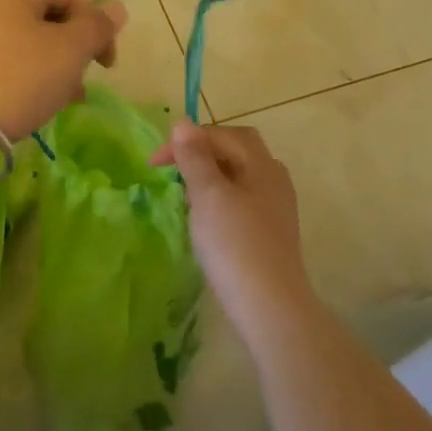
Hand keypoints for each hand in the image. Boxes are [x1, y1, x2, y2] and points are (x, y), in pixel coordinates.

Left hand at [0, 0, 126, 140]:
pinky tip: (8, 99)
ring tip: (45, 101)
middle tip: (74, 91)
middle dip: (67, 48)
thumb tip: (116, 7)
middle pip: (42, 11)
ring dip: (39, 61)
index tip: (104, 69)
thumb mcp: (66, 55)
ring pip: (14, 31)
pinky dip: (7, 66)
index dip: (98, 28)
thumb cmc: (9, 81)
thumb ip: (96, 28)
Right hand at [152, 122, 316, 337]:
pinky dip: (220, 198)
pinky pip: (243, 199)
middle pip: (236, 149)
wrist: (270, 308)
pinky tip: (207, 221)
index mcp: (260, 163)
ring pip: (239, 175)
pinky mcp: (272, 232)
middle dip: (202, 153)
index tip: (154, 163)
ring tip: (186, 196)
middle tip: (174, 170)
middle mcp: (273, 177)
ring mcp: (276, 206)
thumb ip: (194, 157)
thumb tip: (182, 123)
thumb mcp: (207, 195)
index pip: (220, 134)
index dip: (185, 141)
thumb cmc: (234, 244)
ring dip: (210, 176)